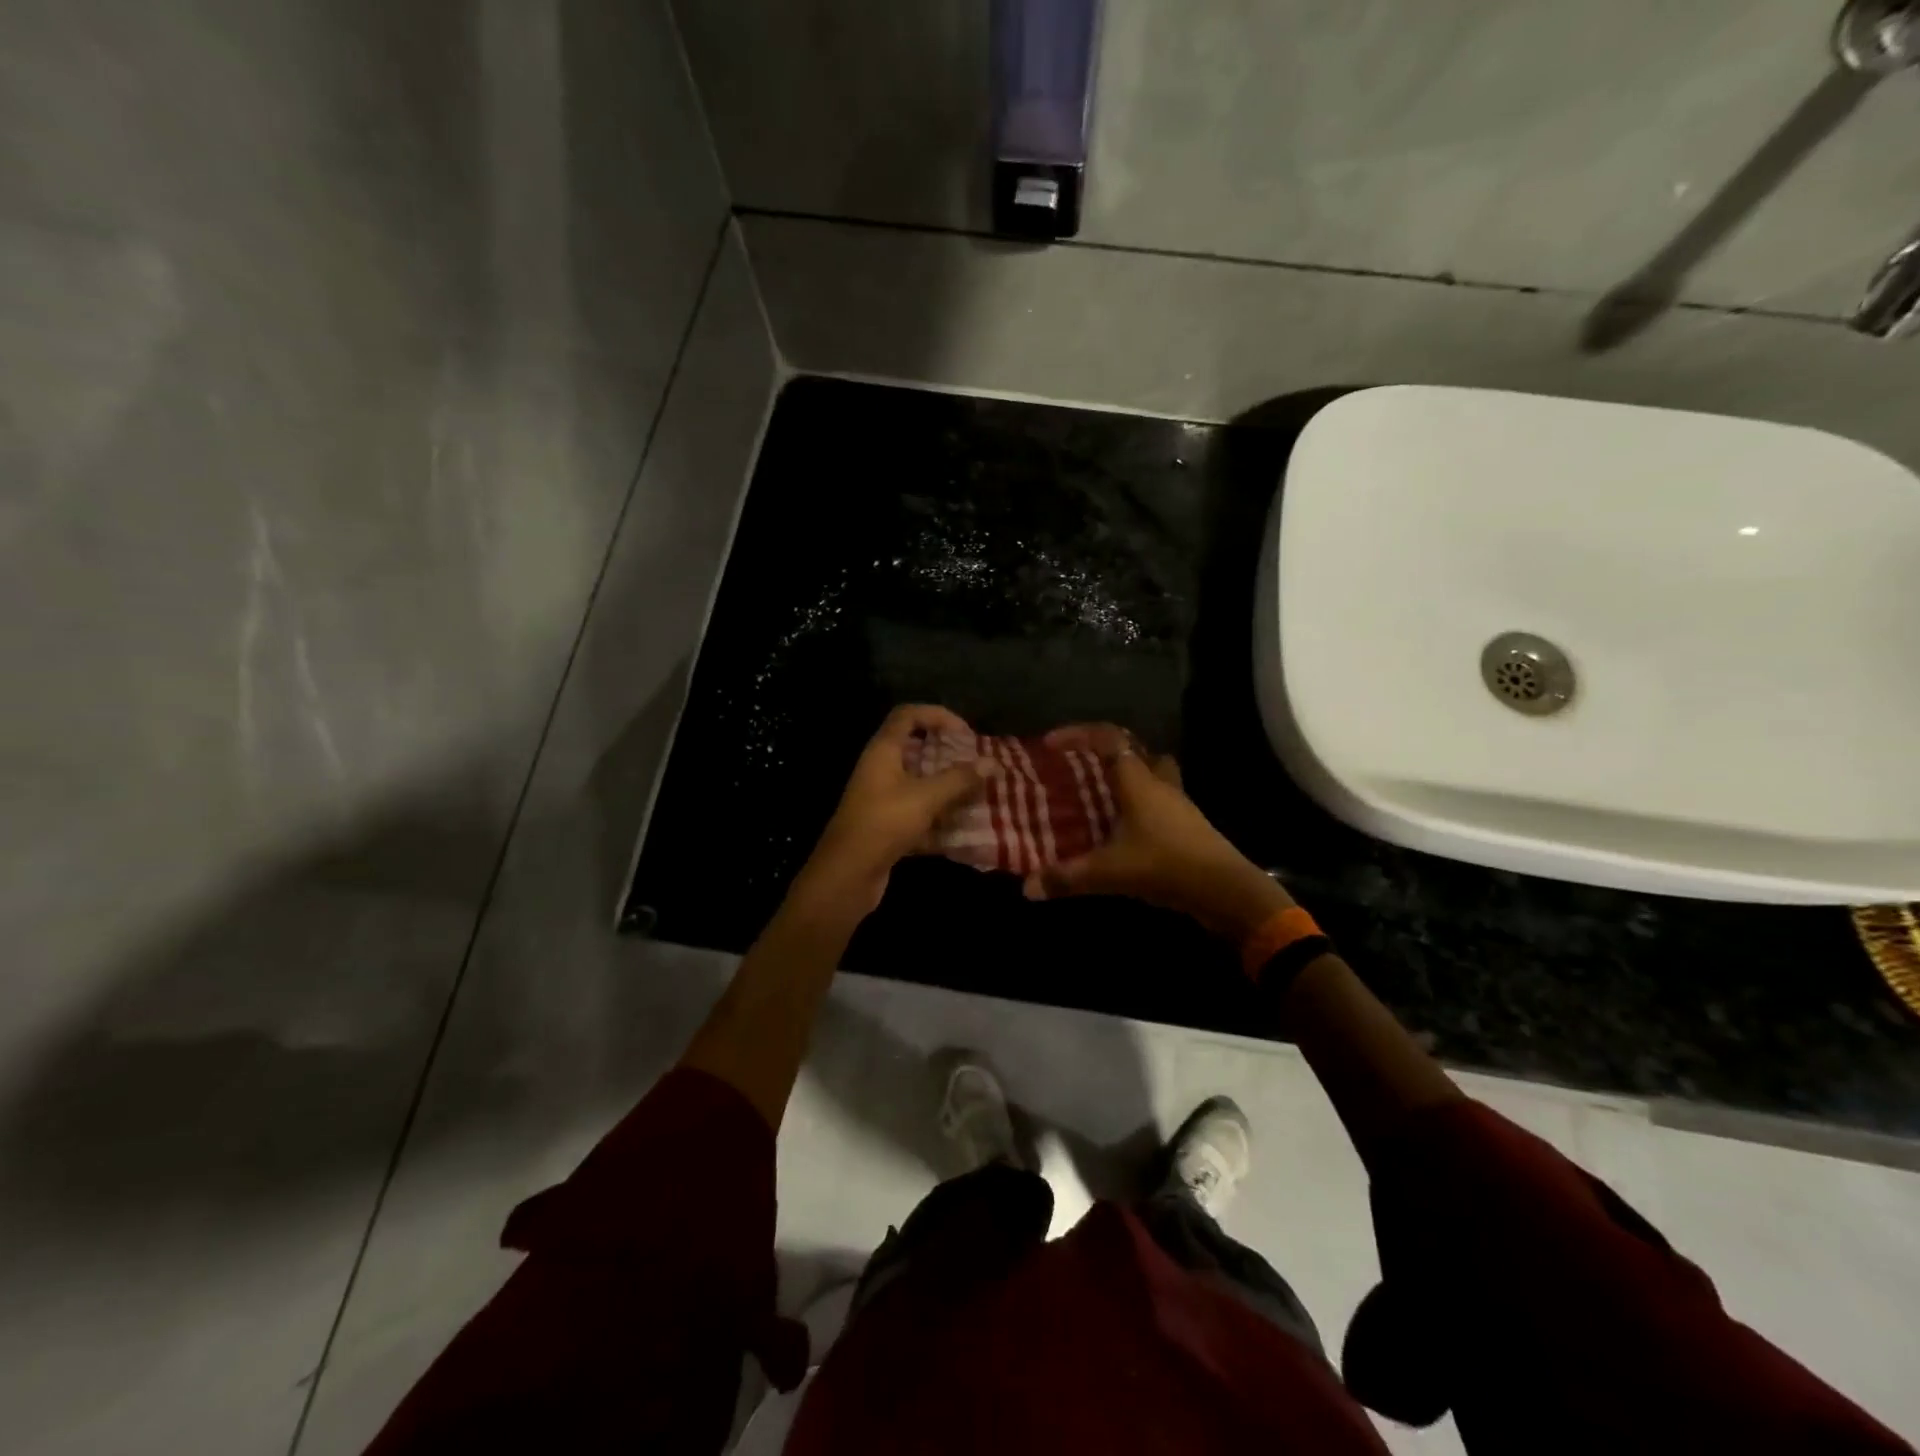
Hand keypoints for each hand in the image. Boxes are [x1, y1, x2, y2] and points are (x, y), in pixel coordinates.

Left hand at [793, 704, 997, 917]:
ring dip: (948, 786)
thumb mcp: (925, 798)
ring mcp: (882, 798)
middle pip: (916, 748)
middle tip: (977, 763)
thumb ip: (959, 779)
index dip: (938, 715)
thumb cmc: (883, 824)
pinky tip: (965, 826)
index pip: (908, 715)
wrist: (847, 875)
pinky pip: (919, 811)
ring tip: (979, 792)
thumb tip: (993, 763)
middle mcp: (881, 769)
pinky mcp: (888, 825)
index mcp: (883, 751)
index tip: (967, 733)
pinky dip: (940, 816)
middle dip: (949, 754)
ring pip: (920, 782)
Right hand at [1021, 724, 1292, 941]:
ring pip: (1149, 773)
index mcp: (1138, 782)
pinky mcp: (1187, 824)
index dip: (1078, 735)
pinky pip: (1157, 799)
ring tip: (1097, 793)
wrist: (1225, 890)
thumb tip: (1027, 887)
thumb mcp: (1109, 873)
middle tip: (1076, 766)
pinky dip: (1137, 803)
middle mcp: (1158, 783)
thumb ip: (1067, 878)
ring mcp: (1177, 803)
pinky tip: (1121, 827)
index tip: (1051, 744)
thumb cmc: (1165, 866)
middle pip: (1133, 750)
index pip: (1108, 739)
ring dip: (1124, 776)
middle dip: (1102, 752)